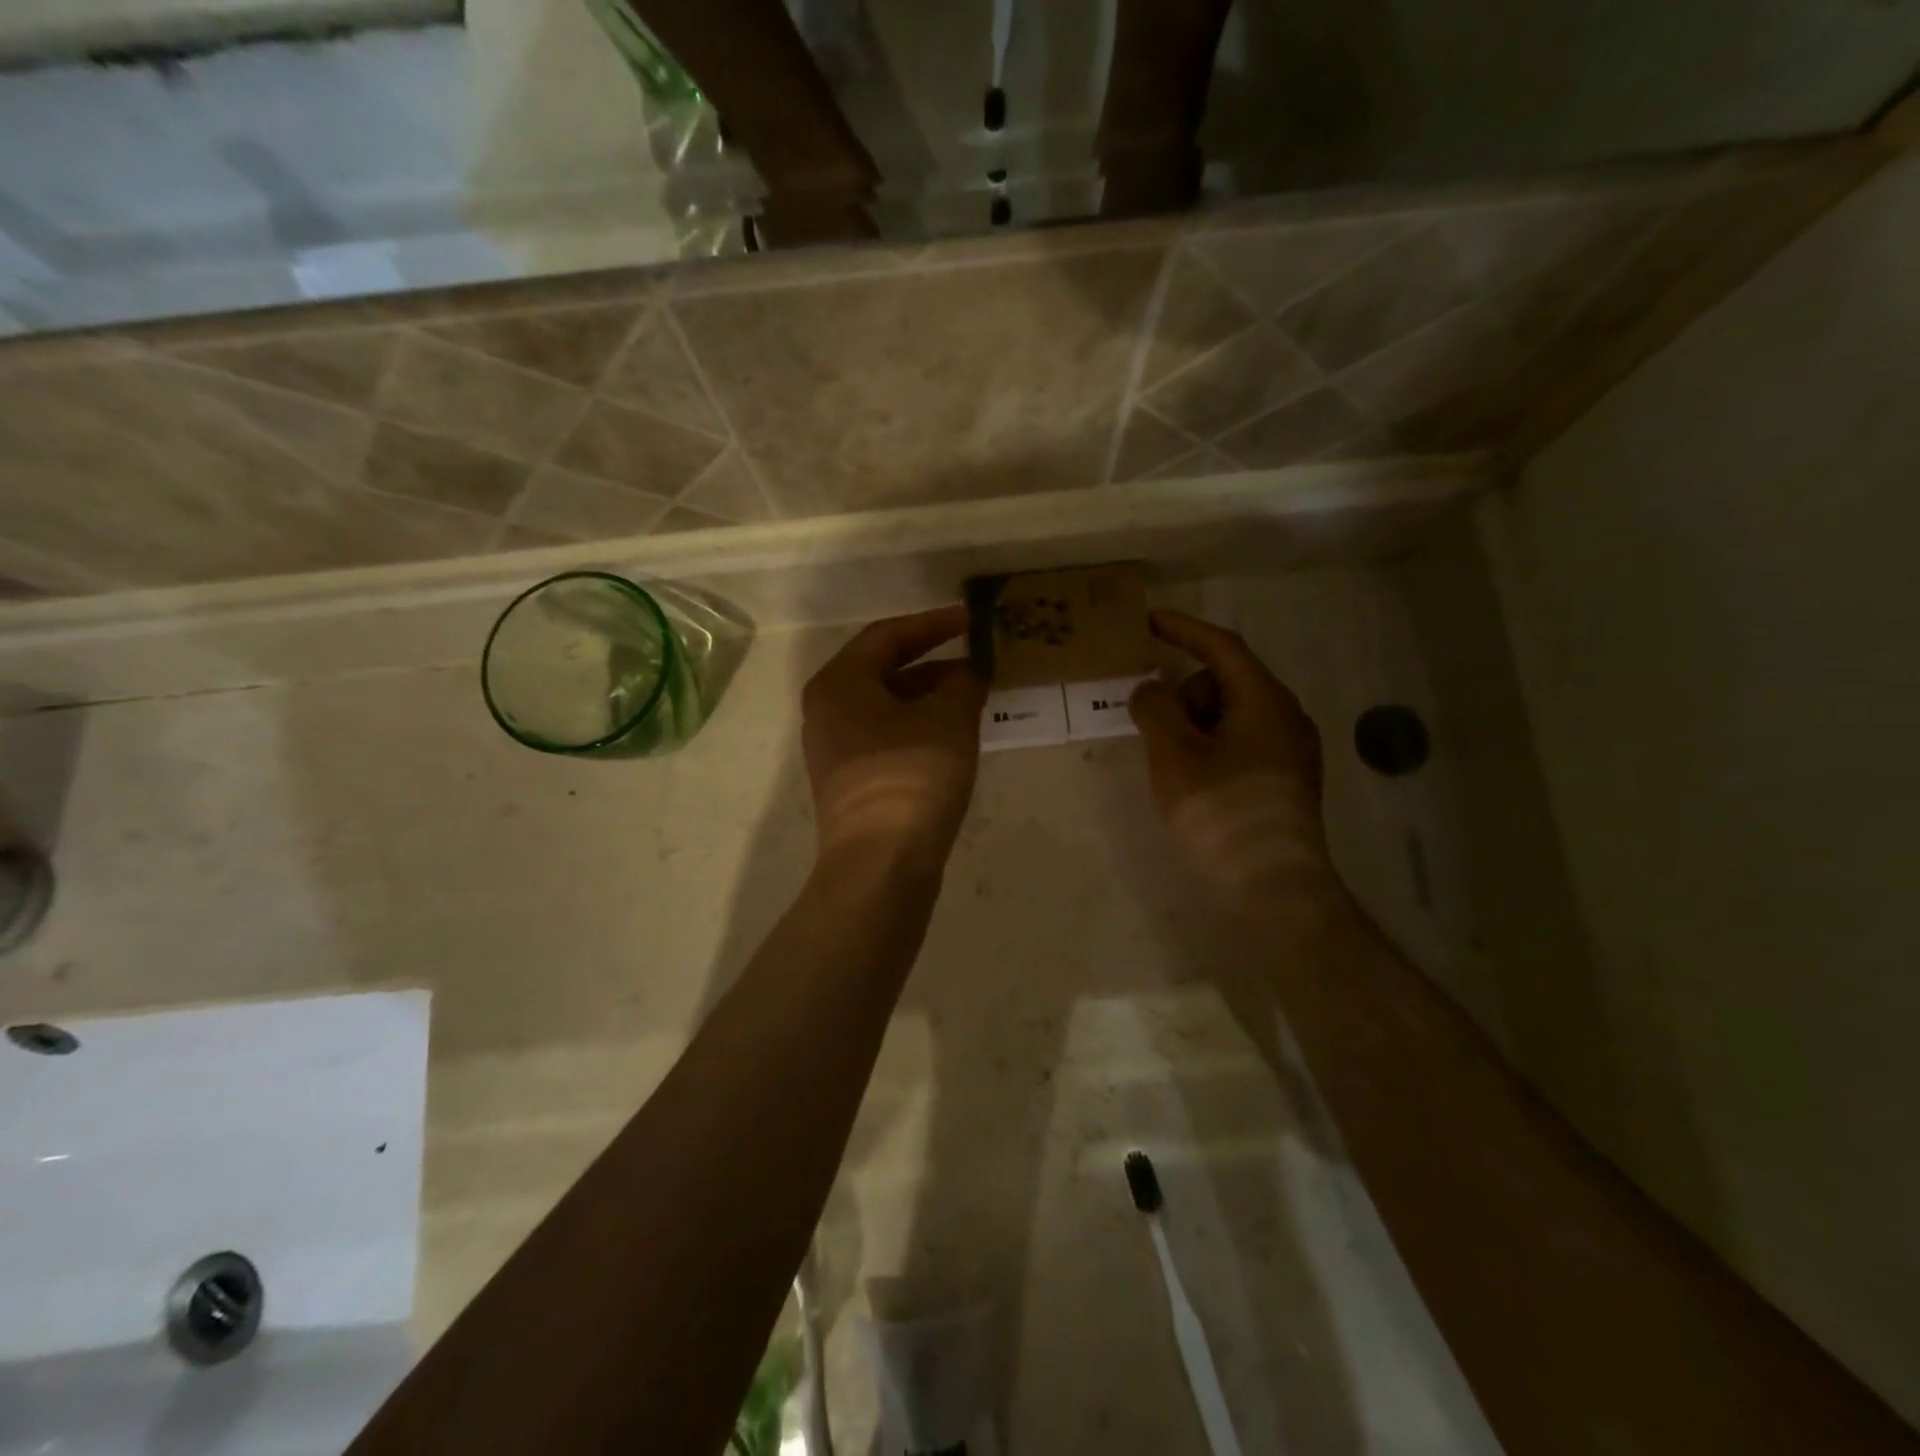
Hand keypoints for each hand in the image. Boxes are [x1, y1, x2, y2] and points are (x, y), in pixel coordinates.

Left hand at [801, 606, 986, 876]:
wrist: (879, 864)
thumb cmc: (911, 776)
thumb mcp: (949, 719)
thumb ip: (963, 684)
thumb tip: (969, 673)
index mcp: (840, 683)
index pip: (888, 636)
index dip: (934, 624)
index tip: (971, 622)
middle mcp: (827, 710)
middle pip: (883, 670)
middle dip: (933, 663)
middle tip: (975, 661)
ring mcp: (835, 749)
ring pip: (887, 706)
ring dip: (929, 697)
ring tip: (972, 697)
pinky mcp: (850, 782)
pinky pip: (887, 736)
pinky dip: (919, 726)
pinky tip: (952, 736)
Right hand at [1129, 610, 1337, 903]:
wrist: (1274, 887)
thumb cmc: (1221, 812)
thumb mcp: (1175, 754)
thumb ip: (1155, 709)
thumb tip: (1149, 690)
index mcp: (1265, 700)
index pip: (1222, 647)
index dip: (1183, 629)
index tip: (1148, 621)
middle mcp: (1286, 717)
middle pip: (1225, 683)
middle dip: (1184, 694)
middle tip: (1154, 727)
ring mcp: (1290, 752)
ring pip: (1231, 716)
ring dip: (1195, 725)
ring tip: (1172, 766)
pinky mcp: (1284, 782)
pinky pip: (1240, 744)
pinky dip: (1209, 747)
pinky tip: (1193, 780)